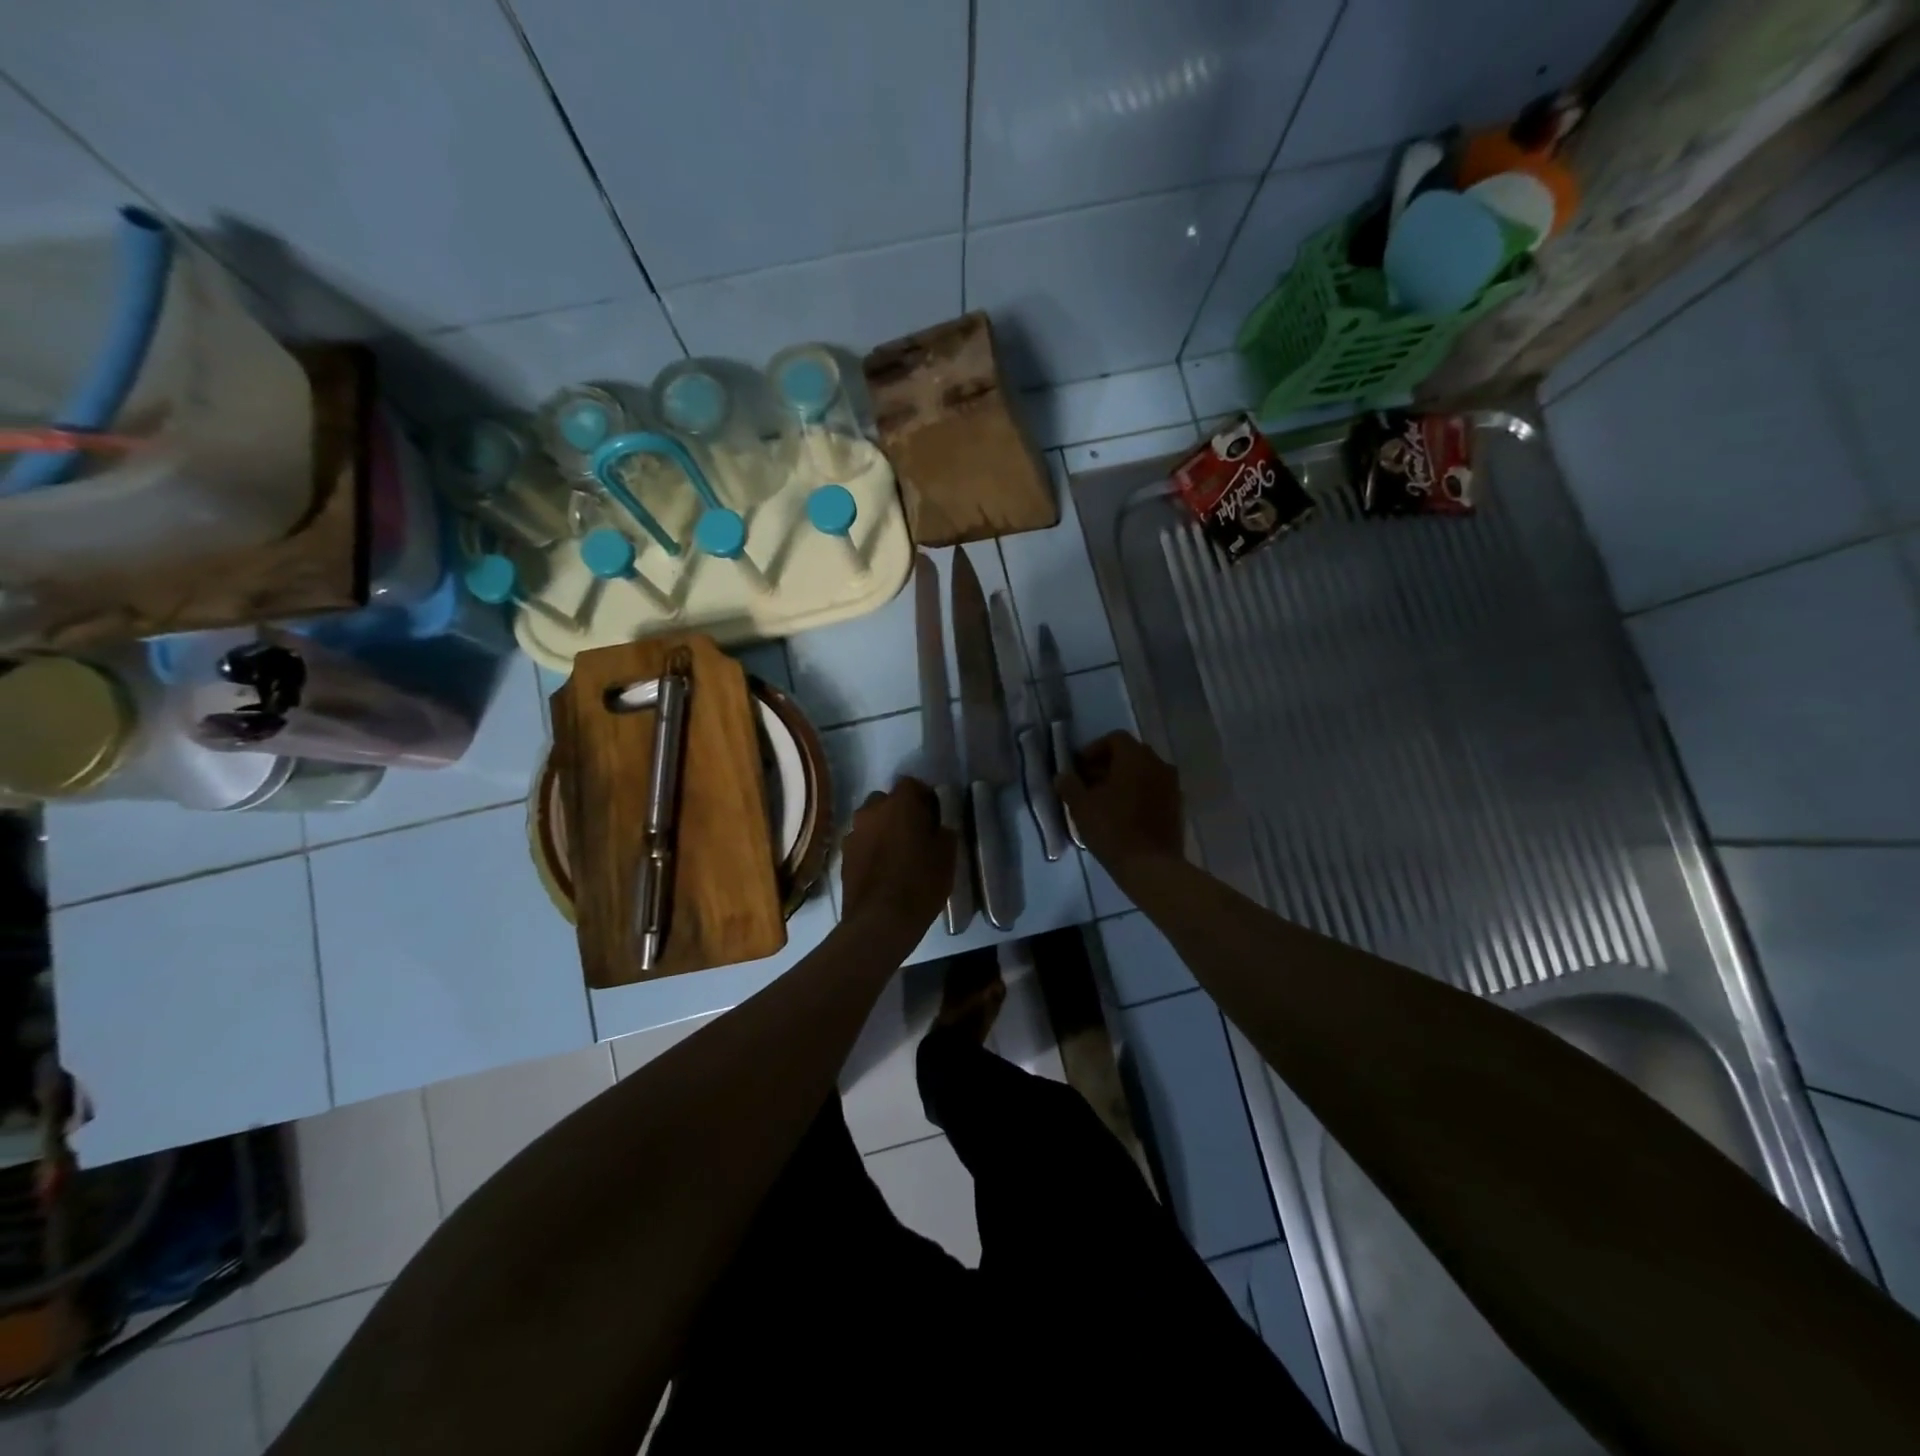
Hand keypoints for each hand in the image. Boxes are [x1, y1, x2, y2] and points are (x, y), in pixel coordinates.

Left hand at [840, 778, 955, 933]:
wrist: (880, 922)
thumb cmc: (920, 884)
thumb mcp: (947, 856)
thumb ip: (943, 831)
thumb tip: (937, 824)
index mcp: (899, 804)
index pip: (911, 784)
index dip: (924, 797)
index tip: (934, 815)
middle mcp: (870, 811)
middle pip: (886, 801)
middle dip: (899, 812)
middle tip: (915, 833)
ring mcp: (853, 834)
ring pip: (871, 822)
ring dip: (883, 830)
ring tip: (897, 853)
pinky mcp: (842, 856)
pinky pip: (861, 843)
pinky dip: (871, 849)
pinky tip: (882, 869)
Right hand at [1056, 731, 1183, 869]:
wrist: (1152, 867)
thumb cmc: (1113, 830)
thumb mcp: (1081, 807)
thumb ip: (1069, 786)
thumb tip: (1062, 776)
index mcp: (1136, 758)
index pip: (1115, 739)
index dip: (1094, 750)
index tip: (1079, 769)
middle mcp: (1159, 764)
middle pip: (1130, 754)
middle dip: (1108, 765)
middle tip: (1089, 785)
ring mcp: (1172, 786)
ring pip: (1144, 773)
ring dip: (1124, 780)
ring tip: (1104, 802)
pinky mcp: (1178, 807)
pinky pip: (1154, 790)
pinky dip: (1138, 794)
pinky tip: (1123, 815)